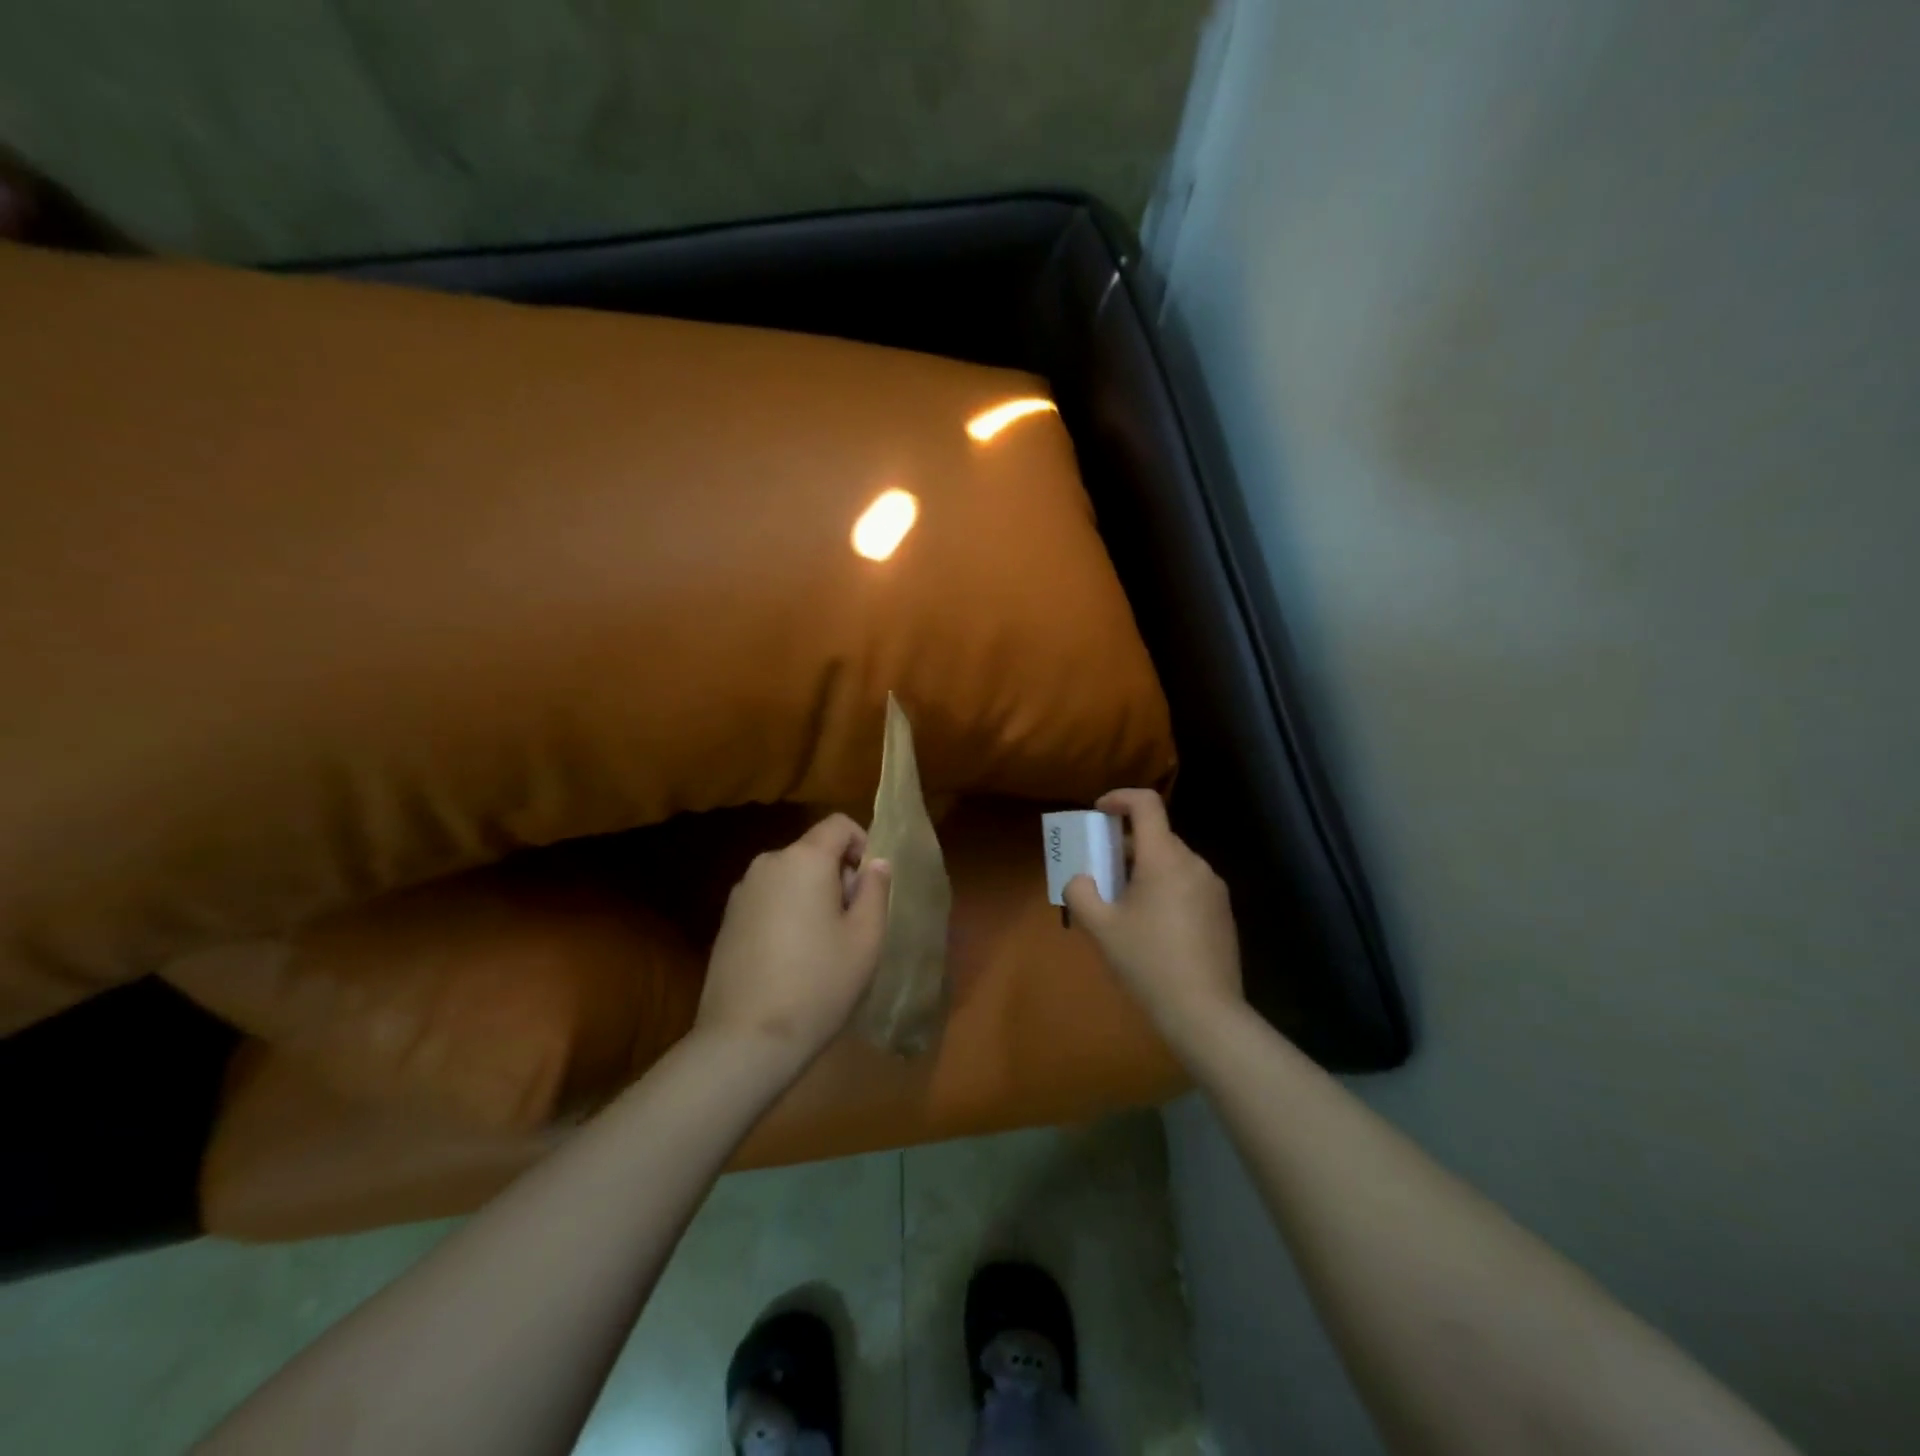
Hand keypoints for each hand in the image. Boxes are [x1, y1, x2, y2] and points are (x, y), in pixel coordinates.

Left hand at [695, 814, 891, 1064]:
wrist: (746, 1040)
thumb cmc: (819, 983)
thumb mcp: (866, 938)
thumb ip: (875, 890)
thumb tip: (875, 862)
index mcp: (803, 859)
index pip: (838, 824)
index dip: (863, 844)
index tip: (871, 886)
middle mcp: (768, 864)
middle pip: (813, 851)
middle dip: (838, 875)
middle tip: (852, 924)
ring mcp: (741, 893)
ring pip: (790, 877)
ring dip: (812, 896)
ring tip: (823, 946)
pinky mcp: (727, 921)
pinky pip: (769, 900)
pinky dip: (787, 913)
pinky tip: (792, 959)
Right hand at [1065, 789, 1243, 1044]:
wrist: (1205, 1013)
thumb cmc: (1148, 962)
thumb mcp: (1101, 928)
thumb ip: (1080, 893)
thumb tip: (1080, 880)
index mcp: (1164, 858)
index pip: (1146, 804)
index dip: (1119, 798)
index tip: (1098, 813)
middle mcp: (1194, 864)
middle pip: (1157, 836)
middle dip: (1126, 846)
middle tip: (1101, 872)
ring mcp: (1214, 889)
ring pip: (1173, 863)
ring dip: (1146, 870)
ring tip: (1124, 906)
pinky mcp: (1223, 913)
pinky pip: (1188, 885)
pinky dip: (1165, 889)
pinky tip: (1153, 928)